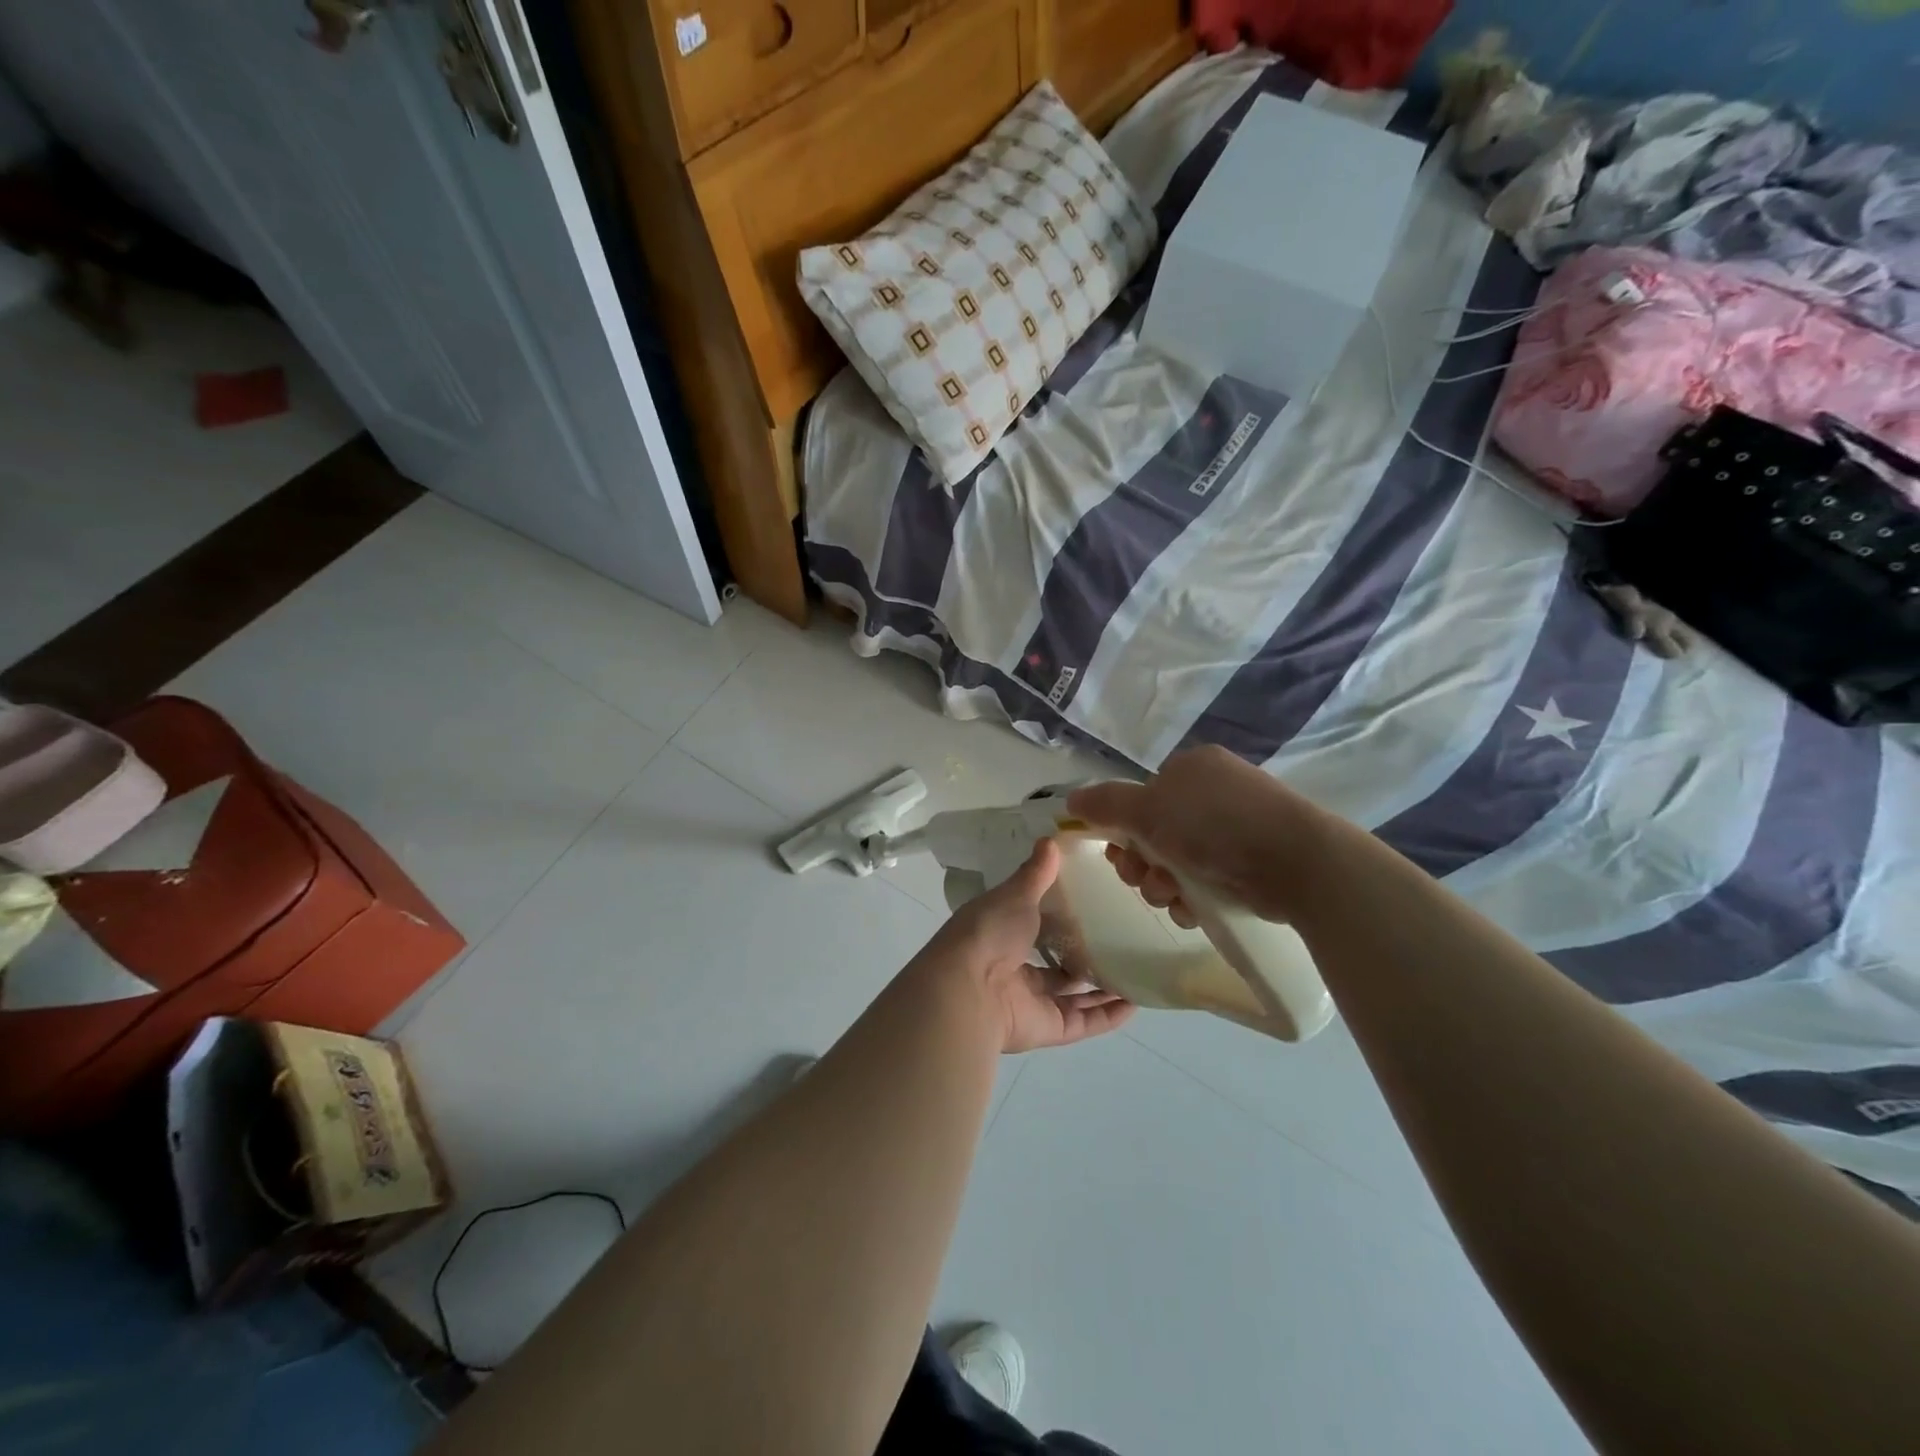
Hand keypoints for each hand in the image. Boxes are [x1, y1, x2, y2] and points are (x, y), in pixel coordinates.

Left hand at [925, 838, 1133, 1053]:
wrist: (968, 990)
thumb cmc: (989, 934)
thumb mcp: (1014, 895)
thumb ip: (1035, 874)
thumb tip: (1051, 839)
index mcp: (1000, 936)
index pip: (1032, 926)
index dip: (1057, 917)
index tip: (1089, 903)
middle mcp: (1014, 970)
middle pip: (1054, 965)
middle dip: (1082, 957)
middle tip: (1120, 940)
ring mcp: (1031, 1002)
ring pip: (1072, 996)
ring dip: (1102, 987)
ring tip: (1136, 970)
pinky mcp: (1048, 1029)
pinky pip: (1084, 1022)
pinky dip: (1108, 1016)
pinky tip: (1136, 1002)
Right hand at [1066, 745, 1321, 926]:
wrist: (1298, 863)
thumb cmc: (1214, 826)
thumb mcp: (1148, 809)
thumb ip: (1105, 804)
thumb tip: (1070, 801)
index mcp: (1190, 769)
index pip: (1141, 797)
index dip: (1122, 827)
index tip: (1119, 852)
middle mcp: (1212, 793)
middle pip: (1154, 833)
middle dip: (1142, 863)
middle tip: (1145, 879)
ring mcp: (1236, 828)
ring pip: (1177, 862)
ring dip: (1163, 885)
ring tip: (1175, 897)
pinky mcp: (1254, 863)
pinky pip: (1206, 880)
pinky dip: (1193, 897)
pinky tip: (1195, 909)